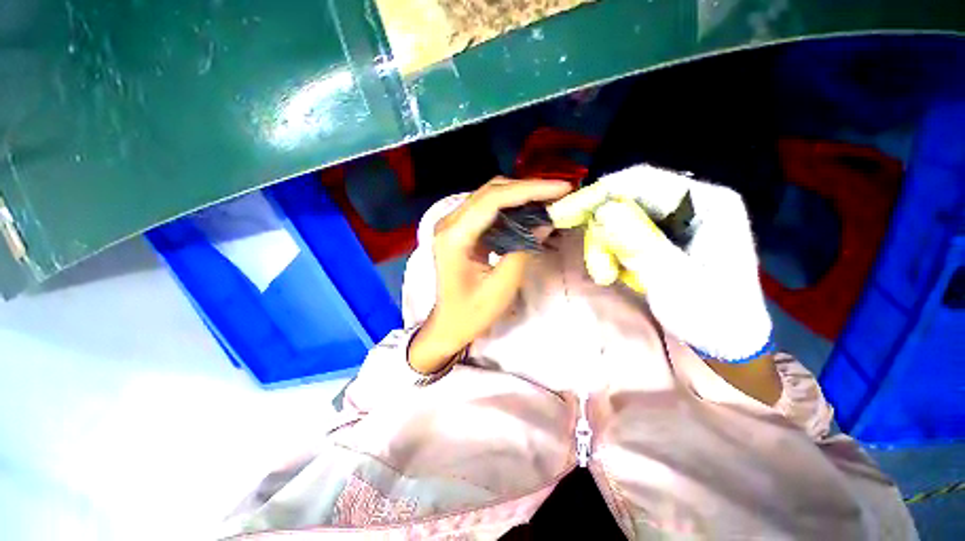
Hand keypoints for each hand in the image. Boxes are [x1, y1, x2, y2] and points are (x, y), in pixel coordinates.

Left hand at [409, 178, 572, 373]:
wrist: (448, 324)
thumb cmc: (471, 313)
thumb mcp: (501, 287)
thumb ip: (523, 250)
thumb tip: (544, 222)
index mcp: (454, 237)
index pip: (493, 200)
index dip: (530, 190)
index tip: (562, 188)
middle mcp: (448, 223)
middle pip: (490, 192)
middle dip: (527, 189)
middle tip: (559, 193)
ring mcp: (452, 225)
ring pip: (489, 197)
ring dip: (520, 196)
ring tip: (549, 200)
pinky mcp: (459, 230)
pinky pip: (487, 210)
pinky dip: (510, 208)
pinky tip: (529, 213)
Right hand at [548, 165, 772, 362]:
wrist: (724, 339)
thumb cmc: (711, 315)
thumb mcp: (675, 283)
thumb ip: (641, 245)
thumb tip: (604, 211)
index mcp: (708, 203)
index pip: (642, 180)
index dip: (599, 193)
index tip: (565, 213)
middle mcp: (690, 203)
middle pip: (626, 199)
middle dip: (601, 231)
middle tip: (594, 265)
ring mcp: (673, 219)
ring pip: (618, 218)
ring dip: (603, 246)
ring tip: (605, 277)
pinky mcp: (660, 235)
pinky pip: (621, 233)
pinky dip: (610, 252)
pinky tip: (615, 272)